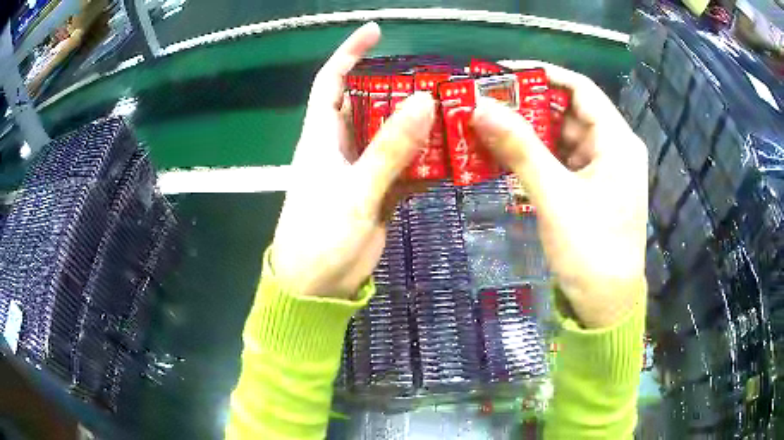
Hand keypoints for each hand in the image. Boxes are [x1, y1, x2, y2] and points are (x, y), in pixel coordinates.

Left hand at [271, 23, 435, 298]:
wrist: (317, 287)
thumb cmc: (320, 238)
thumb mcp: (354, 192)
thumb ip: (389, 149)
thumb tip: (423, 102)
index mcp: (321, 137)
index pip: (332, 81)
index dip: (349, 53)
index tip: (376, 32)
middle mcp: (341, 146)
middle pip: (371, 104)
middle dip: (400, 88)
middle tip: (438, 80)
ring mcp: (363, 169)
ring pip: (393, 135)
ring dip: (420, 126)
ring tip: (455, 113)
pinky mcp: (379, 192)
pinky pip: (406, 167)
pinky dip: (427, 162)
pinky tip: (453, 158)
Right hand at [472, 61, 647, 328]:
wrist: (605, 304)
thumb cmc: (590, 250)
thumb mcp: (555, 196)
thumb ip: (519, 149)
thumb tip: (479, 106)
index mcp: (617, 141)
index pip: (580, 88)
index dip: (542, 74)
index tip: (502, 72)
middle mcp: (613, 148)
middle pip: (568, 112)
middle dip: (528, 105)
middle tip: (486, 103)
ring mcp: (602, 169)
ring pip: (563, 137)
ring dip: (529, 133)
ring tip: (488, 127)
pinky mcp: (591, 188)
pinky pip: (562, 161)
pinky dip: (537, 157)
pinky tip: (508, 156)